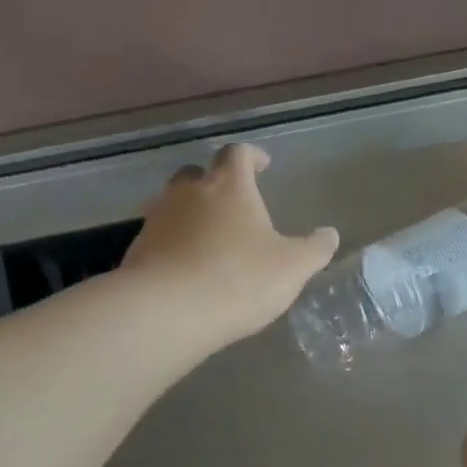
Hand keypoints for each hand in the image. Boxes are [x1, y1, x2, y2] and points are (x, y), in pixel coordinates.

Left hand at [122, 144, 338, 348]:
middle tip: (233, 204)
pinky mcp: (138, 250)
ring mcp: (157, 220)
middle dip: (215, 183)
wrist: (168, 311)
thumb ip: (314, 249)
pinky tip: (187, 269)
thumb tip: (329, 235)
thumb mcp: (292, 267)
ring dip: (192, 215)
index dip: (252, 156)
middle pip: (198, 174)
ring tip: (211, 240)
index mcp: (229, 186)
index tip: (262, 165)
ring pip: (175, 205)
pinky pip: (160, 238)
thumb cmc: (239, 279)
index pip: (238, 154)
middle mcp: (188, 193)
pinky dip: (174, 245)